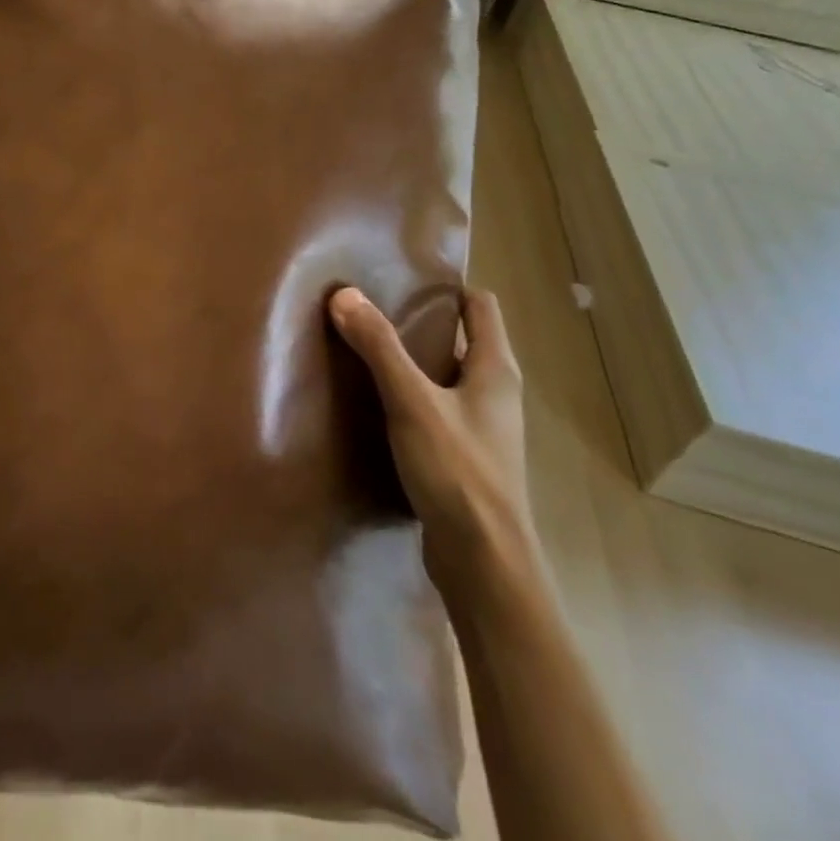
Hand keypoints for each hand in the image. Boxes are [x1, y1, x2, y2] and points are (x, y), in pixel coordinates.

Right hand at [329, 286, 536, 589]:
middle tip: (370, 307)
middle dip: (419, 321)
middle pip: (461, 339)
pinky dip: (410, 396)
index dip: (447, 288)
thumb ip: (379, 347)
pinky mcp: (464, 457)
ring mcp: (482, 428)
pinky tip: (374, 402)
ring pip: (445, 376)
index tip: (402, 277)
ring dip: (412, 361)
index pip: (481, 307)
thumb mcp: (412, 402)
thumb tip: (344, 293)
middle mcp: (495, 393)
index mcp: (495, 370)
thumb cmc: (458, 472)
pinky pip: (436, 408)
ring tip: (363, 348)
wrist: (484, 563)